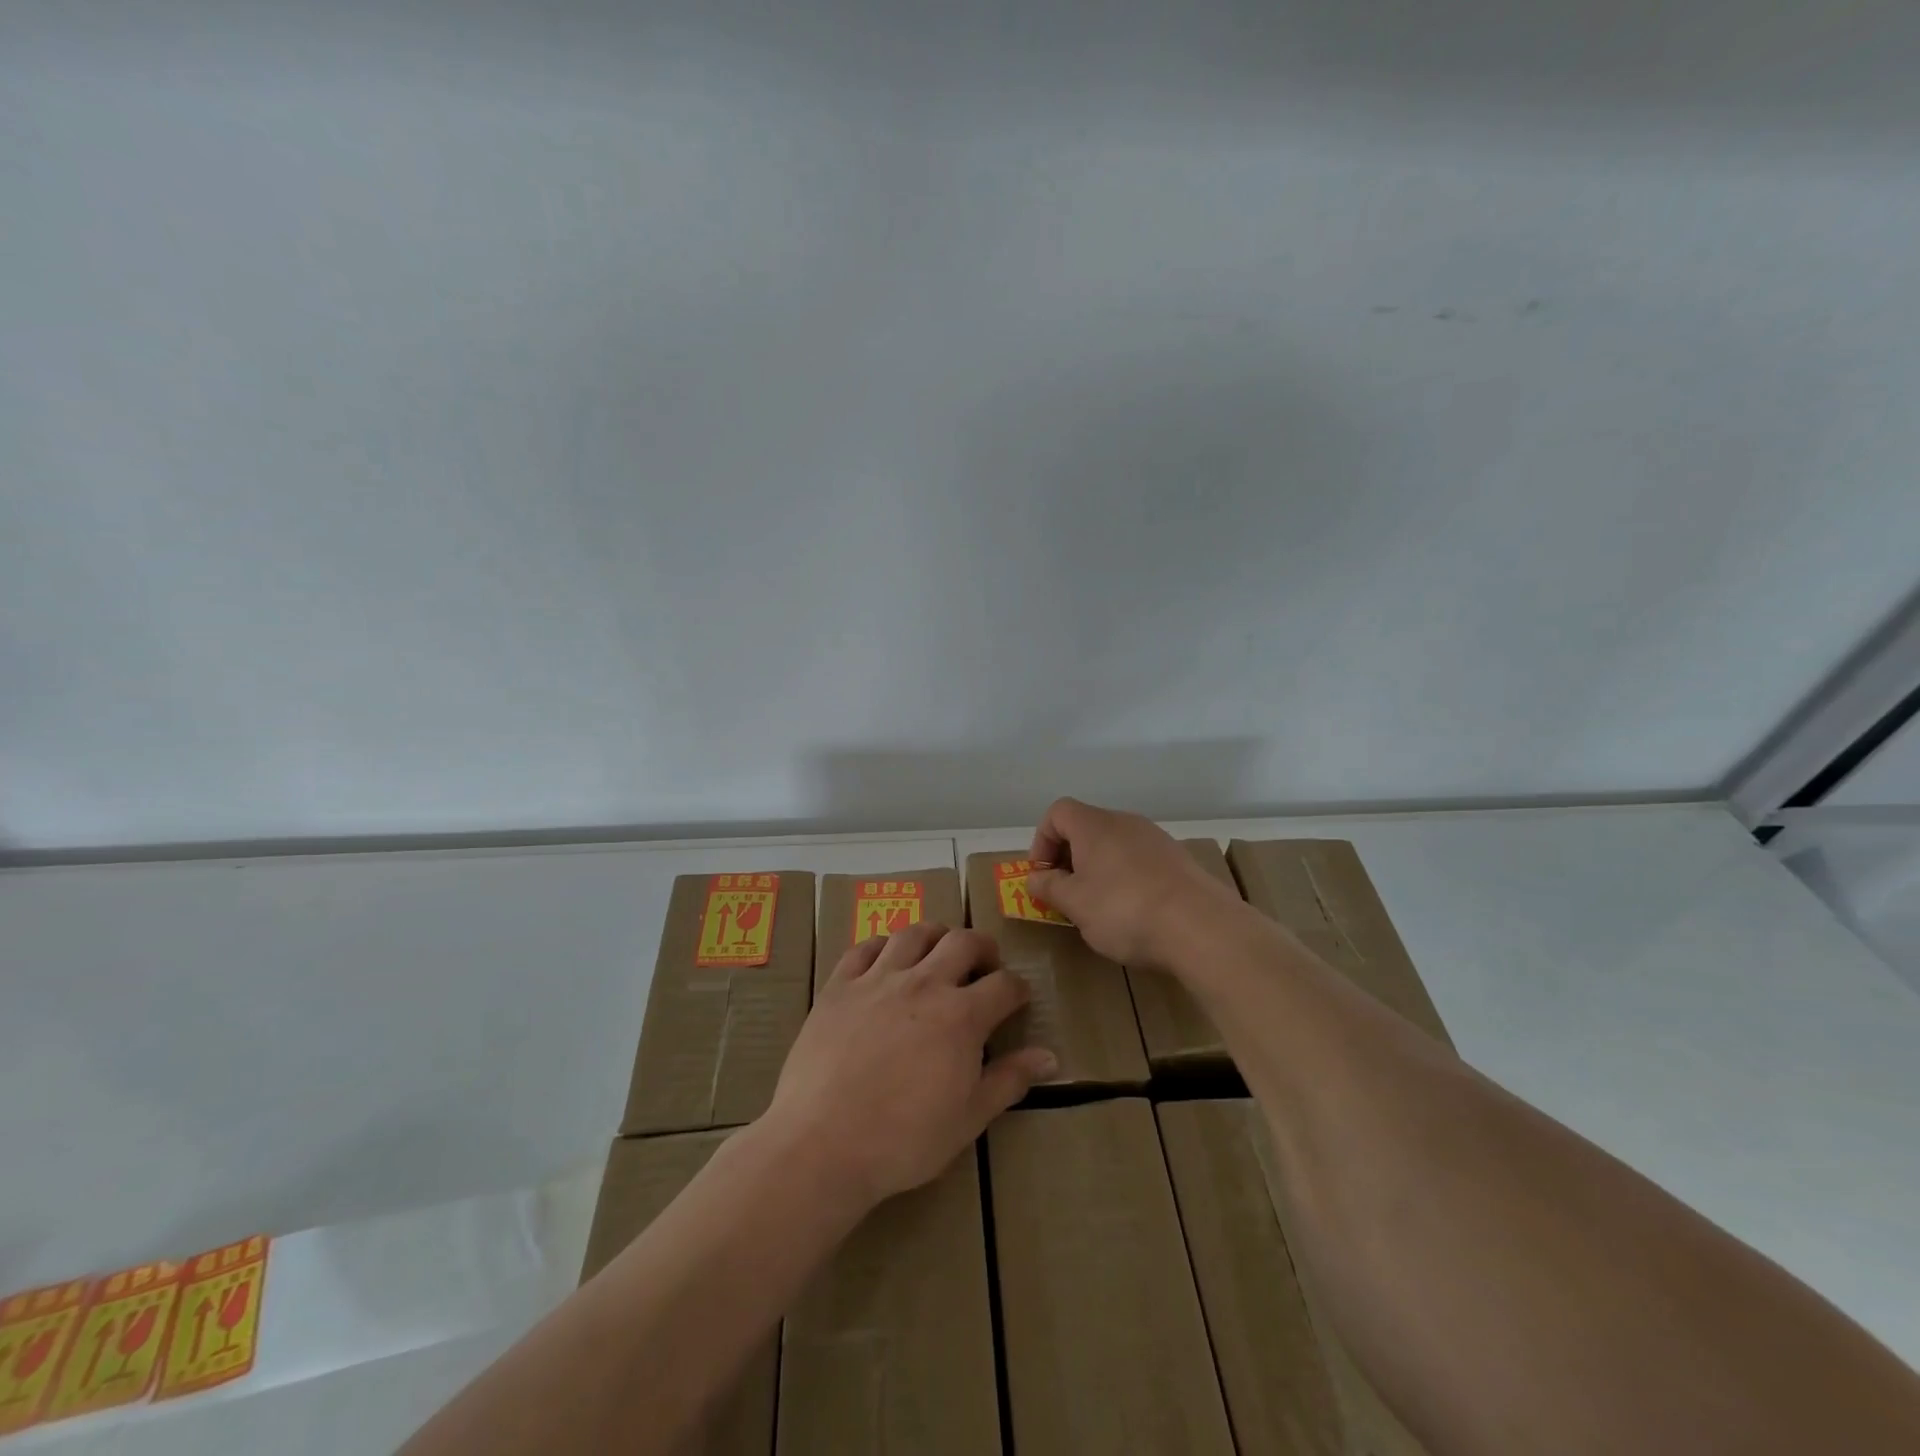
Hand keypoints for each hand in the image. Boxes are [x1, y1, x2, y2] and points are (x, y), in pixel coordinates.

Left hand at [765, 923, 1056, 1208]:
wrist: (822, 1143)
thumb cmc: (903, 1140)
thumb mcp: (968, 1119)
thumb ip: (1009, 1081)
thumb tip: (1050, 1057)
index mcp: (961, 1016)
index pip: (1004, 985)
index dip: (1018, 988)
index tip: (1018, 997)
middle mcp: (923, 984)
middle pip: (963, 942)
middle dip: (983, 947)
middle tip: (985, 964)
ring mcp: (878, 980)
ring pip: (914, 933)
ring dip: (935, 936)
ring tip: (938, 950)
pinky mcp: (839, 985)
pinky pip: (864, 947)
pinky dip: (882, 945)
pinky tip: (886, 959)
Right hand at [1027, 797, 1243, 969]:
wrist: (1201, 927)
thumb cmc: (1124, 910)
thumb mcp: (1075, 904)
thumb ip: (1049, 887)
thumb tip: (1035, 878)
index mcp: (1094, 825)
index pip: (1057, 812)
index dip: (1042, 841)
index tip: (1044, 876)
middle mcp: (1125, 822)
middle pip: (1086, 827)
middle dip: (1069, 858)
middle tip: (1066, 894)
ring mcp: (1156, 839)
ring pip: (1114, 845)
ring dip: (1098, 869)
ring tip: (1098, 907)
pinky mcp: (1179, 860)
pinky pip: (1139, 860)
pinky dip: (1126, 878)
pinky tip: (1133, 911)